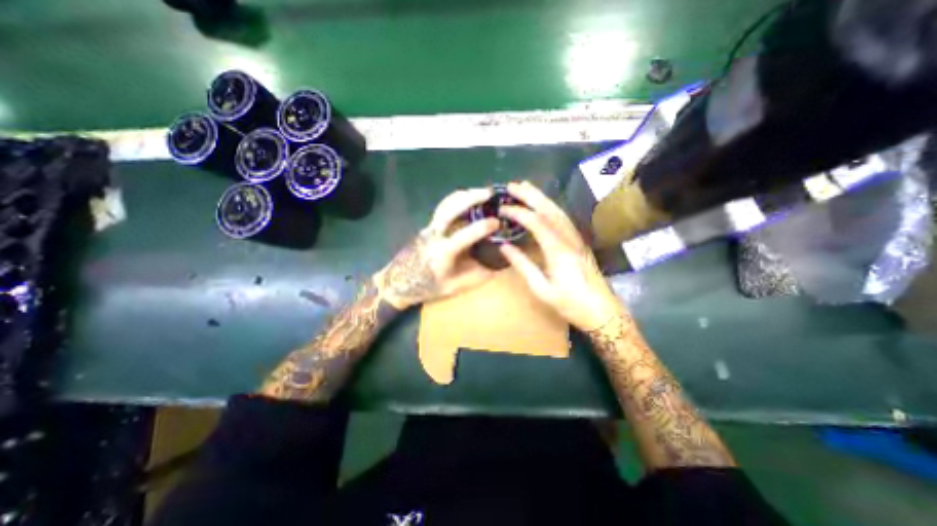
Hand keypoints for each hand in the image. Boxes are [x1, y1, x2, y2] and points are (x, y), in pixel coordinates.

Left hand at [376, 188, 501, 310]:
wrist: (400, 282)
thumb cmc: (427, 286)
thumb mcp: (454, 287)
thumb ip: (476, 277)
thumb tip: (498, 267)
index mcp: (443, 252)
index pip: (464, 235)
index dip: (482, 227)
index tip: (496, 223)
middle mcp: (435, 235)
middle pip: (451, 209)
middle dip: (471, 198)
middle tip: (489, 193)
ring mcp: (430, 227)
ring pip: (446, 204)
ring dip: (464, 195)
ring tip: (481, 192)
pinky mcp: (429, 226)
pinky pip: (444, 207)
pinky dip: (457, 200)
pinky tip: (468, 199)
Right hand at [498, 180, 619, 327]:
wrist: (602, 311)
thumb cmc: (570, 303)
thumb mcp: (541, 289)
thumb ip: (522, 265)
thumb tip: (504, 247)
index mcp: (558, 250)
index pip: (536, 222)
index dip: (518, 212)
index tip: (502, 208)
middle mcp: (569, 238)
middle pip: (549, 209)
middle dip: (530, 195)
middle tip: (512, 186)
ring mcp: (576, 238)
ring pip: (558, 211)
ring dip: (541, 197)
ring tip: (525, 188)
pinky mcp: (579, 241)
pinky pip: (563, 218)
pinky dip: (550, 207)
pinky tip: (543, 205)